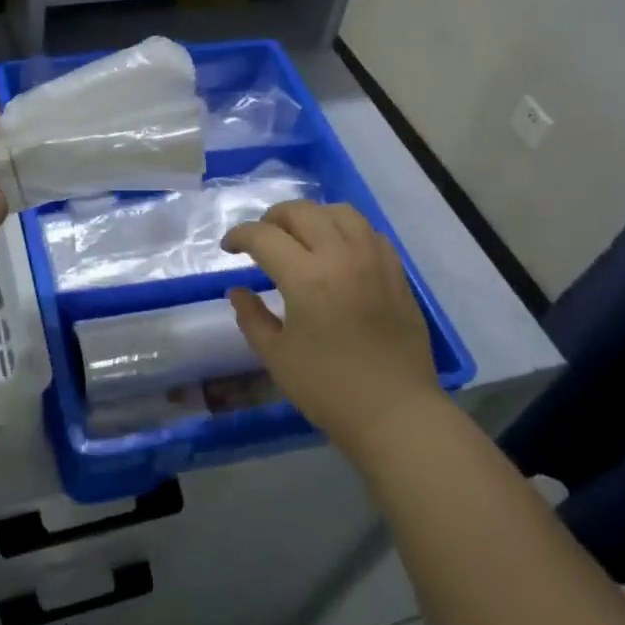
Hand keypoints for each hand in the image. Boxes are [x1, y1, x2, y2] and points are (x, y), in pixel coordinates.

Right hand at [222, 200, 446, 451]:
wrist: (395, 412)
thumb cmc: (328, 389)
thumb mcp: (276, 356)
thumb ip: (251, 317)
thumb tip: (238, 290)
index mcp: (307, 278)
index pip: (264, 237)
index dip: (239, 236)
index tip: (228, 248)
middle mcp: (341, 257)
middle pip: (301, 212)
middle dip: (272, 219)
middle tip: (260, 240)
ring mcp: (374, 260)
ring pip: (339, 211)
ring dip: (311, 216)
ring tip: (299, 237)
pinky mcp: (396, 272)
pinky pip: (368, 231)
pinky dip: (345, 229)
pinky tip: (336, 250)